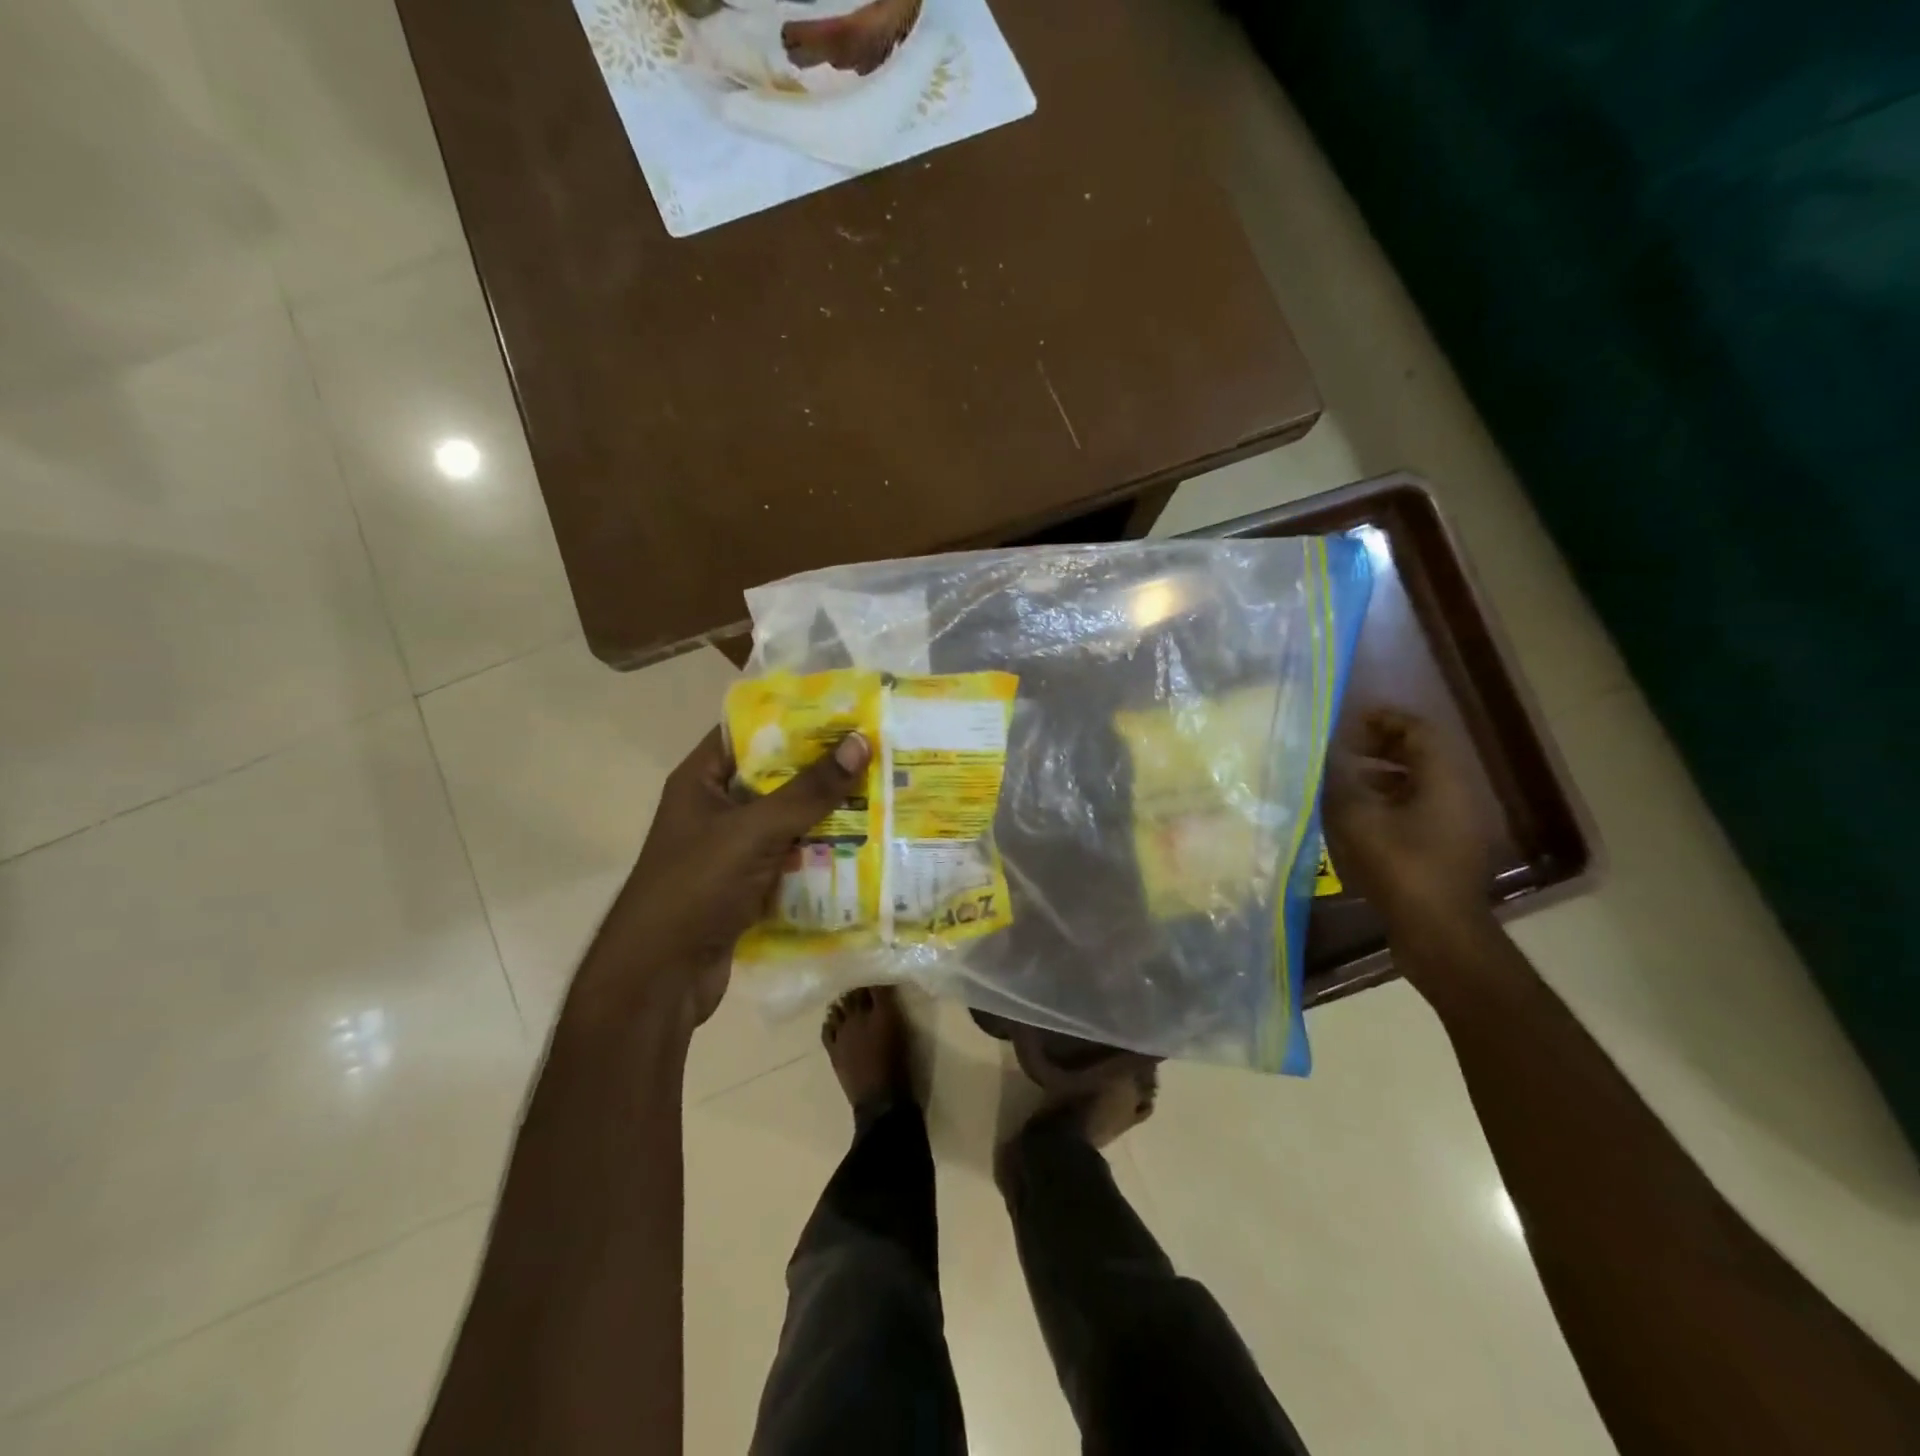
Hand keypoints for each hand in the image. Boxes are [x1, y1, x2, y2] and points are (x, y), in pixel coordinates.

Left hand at [577, 727, 870, 1030]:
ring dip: (828, 814)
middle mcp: (715, 809)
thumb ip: (808, 790)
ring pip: (787, 820)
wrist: (660, 978)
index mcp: (701, 781)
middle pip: (775, 777)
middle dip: (822, 769)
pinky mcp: (747, 885)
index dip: (793, 718)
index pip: (748, 731)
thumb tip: (860, 744)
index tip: (844, 712)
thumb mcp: (754, 831)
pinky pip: (790, 858)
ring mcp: (731, 850)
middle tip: (875, 753)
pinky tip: (864, 845)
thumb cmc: (696, 887)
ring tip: (881, 794)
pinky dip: (820, 853)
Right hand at [1322, 708, 1490, 936]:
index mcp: (1444, 779)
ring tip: (1345, 777)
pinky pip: (1418, 806)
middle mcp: (1457, 793)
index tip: (1347, 721)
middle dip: (1381, 744)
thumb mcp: (1357, 818)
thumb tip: (1322, 752)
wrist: (1438, 931)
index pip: (1419, 729)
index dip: (1383, 719)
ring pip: (1419, 781)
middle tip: (1343, 746)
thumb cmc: (1400, 867)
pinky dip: (1389, 799)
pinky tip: (1359, 814)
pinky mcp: (1445, 846)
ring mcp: (1455, 822)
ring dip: (1383, 772)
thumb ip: (1338, 780)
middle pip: (1422, 753)